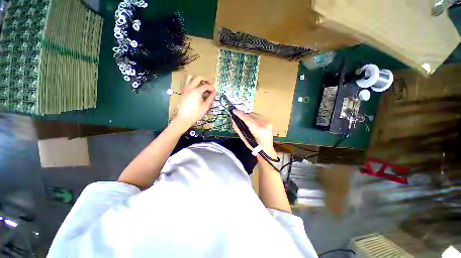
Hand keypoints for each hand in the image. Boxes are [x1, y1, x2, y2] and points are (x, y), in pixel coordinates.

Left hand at [176, 75, 217, 127]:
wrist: (184, 118)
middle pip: (198, 78)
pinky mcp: (183, 92)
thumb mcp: (205, 106)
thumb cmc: (196, 113)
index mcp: (196, 91)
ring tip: (202, 84)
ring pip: (191, 78)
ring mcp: (185, 89)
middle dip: (206, 80)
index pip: (206, 86)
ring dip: (198, 79)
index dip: (211, 87)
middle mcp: (190, 88)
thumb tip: (215, 92)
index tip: (214, 91)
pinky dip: (192, 82)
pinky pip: (187, 83)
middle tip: (210, 84)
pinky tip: (196, 88)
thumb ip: (211, 98)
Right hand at [231, 110, 276, 158]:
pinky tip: (251, 122)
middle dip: (244, 115)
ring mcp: (268, 122)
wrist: (267, 150)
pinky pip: (258, 116)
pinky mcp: (269, 122)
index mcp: (258, 130)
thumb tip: (233, 120)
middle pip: (251, 115)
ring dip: (248, 116)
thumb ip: (238, 129)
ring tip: (244, 121)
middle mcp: (264, 124)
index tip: (234, 111)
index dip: (240, 114)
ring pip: (255, 115)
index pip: (247, 118)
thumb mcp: (245, 139)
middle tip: (238, 117)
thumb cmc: (255, 147)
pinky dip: (253, 118)